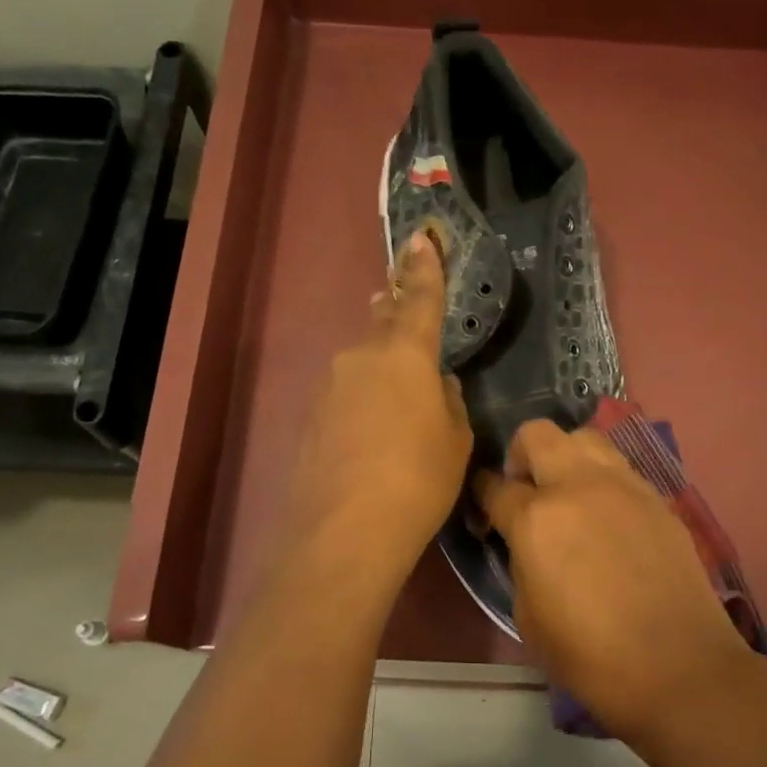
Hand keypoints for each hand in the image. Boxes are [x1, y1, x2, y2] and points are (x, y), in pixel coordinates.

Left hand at [284, 230, 471, 580]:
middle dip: (395, 308)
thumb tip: (436, 384)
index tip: (423, 237)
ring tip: (396, 381)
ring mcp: (330, 386)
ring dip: (379, 361)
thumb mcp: (455, 439)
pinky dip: (363, 397)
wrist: (347, 529)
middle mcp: (362, 357)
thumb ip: (449, 401)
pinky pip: (346, 392)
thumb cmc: (419, 479)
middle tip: (400, 297)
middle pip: (383, 322)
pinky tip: (372, 426)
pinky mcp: (311, 416)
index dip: (425, 268)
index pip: (420, 299)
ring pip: (362, 360)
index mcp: (406, 355)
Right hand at [475, 420, 756, 737]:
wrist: (678, 666)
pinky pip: (620, 468)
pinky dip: (602, 479)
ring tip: (569, 496)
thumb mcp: (528, 616)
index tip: (485, 512)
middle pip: (537, 434)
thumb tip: (524, 542)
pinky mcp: (657, 498)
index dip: (482, 495)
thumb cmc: (590, 655)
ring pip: (585, 438)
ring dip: (566, 457)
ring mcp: (624, 486)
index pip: (494, 485)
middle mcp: (578, 486)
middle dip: (520, 455)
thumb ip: (520, 562)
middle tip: (526, 492)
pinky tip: (607, 517)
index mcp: (536, 518)